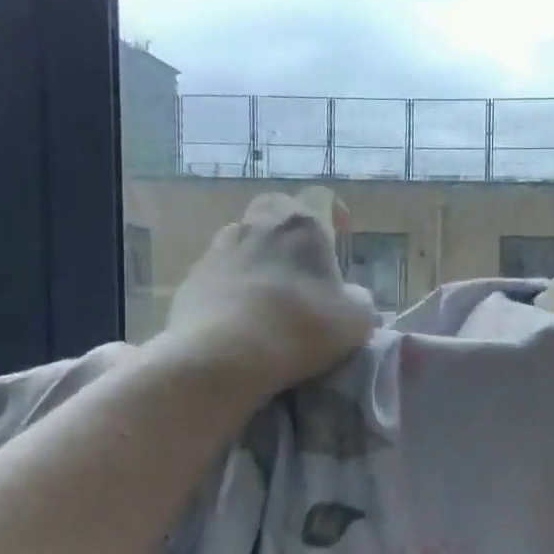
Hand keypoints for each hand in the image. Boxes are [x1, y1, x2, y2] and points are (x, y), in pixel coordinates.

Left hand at [162, 190, 378, 390]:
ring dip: (260, 249)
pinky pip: (220, 267)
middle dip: (291, 222)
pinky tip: (242, 309)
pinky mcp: (193, 277)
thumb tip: (353, 296)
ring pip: (243, 233)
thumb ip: (360, 301)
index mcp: (304, 227)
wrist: (220, 356)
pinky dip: (234, 279)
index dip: (334, 211)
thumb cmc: (298, 328)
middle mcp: (259, 225)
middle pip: (277, 205)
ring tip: (272, 283)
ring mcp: (220, 249)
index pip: (320, 197)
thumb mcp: (355, 321)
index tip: (342, 233)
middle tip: (304, 253)